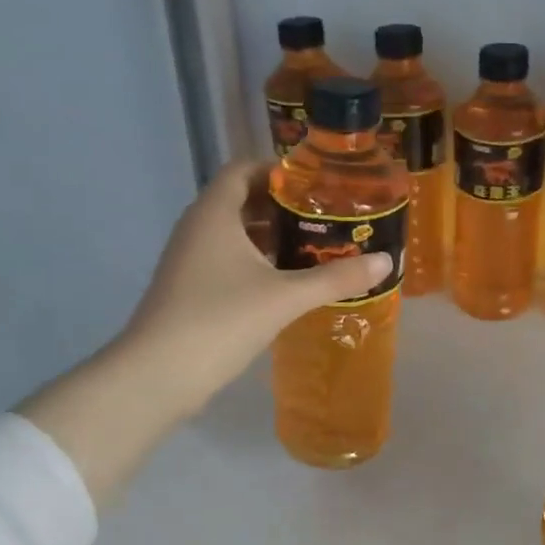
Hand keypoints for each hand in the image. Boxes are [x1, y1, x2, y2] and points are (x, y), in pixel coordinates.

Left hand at [123, 160, 392, 410]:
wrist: (159, 374)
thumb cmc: (221, 320)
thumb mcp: (285, 297)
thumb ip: (335, 278)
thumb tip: (385, 261)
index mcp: (214, 213)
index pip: (244, 170)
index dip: (278, 170)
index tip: (316, 183)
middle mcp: (197, 228)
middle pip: (241, 201)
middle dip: (282, 206)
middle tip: (324, 217)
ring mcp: (189, 260)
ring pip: (234, 235)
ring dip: (270, 237)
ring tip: (313, 248)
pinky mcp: (189, 289)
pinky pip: (226, 260)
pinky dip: (255, 262)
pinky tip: (284, 283)